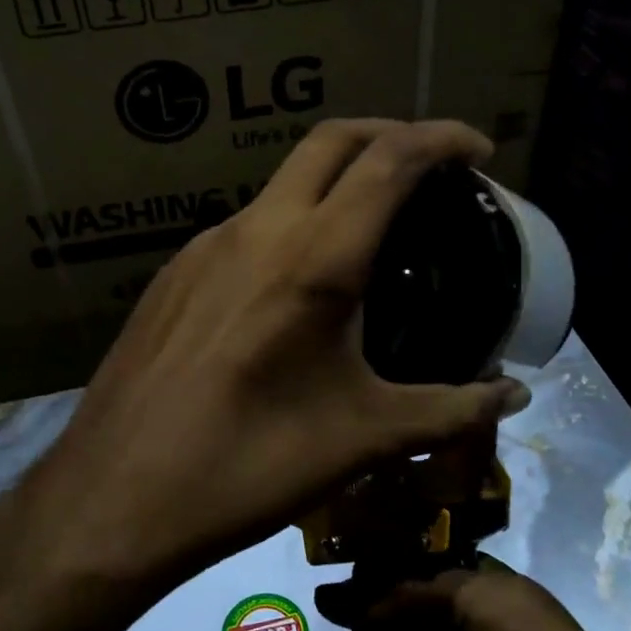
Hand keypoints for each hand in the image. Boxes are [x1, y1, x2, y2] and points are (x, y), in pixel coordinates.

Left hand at [18, 119, 528, 591]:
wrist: (116, 497)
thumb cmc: (250, 466)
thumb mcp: (363, 438)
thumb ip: (449, 409)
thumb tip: (514, 398)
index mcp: (313, 259)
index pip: (389, 161)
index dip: (441, 138)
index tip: (478, 149)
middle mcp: (257, 231)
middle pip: (330, 142)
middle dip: (388, 134)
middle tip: (430, 167)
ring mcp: (204, 248)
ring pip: (282, 182)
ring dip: (334, 182)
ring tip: (368, 230)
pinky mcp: (172, 276)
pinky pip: (245, 228)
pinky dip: (290, 224)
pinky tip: (294, 286)